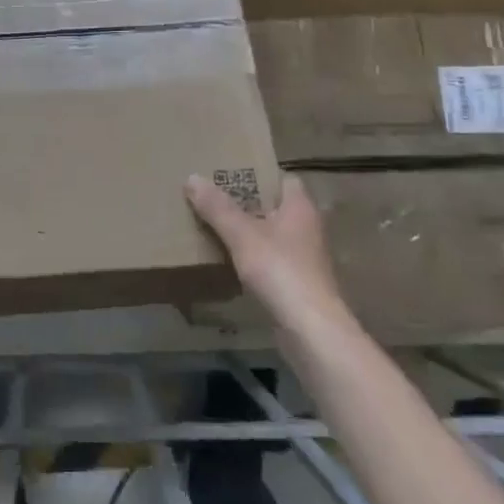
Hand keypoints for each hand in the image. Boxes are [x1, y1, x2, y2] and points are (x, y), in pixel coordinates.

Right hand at [186, 172, 346, 326]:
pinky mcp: (298, 284)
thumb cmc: (280, 270)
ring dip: (249, 231)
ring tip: (215, 226)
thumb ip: (217, 207)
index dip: (259, 173)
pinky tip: (229, 261)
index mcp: (300, 206)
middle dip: (247, 202)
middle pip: (274, 206)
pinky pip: (271, 260)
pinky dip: (252, 258)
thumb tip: (192, 177)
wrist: (311, 331)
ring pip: (272, 234)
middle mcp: (307, 227)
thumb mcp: (242, 234)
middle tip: (214, 197)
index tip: (230, 173)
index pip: (283, 178)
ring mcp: (305, 258)